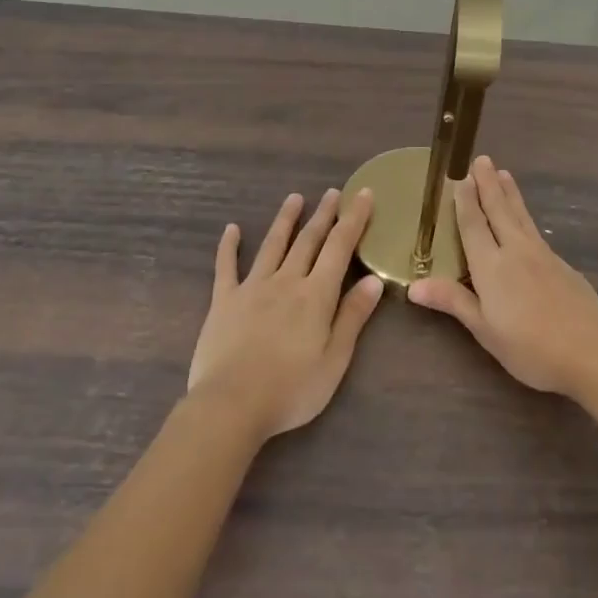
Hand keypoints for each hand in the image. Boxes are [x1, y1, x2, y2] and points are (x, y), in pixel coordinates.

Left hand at [188, 188, 384, 443]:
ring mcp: (252, 287)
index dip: (353, 219)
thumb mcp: (335, 360)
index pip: (339, 247)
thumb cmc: (291, 390)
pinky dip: (229, 246)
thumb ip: (353, 316)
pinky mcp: (224, 301)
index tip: (363, 193)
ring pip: (272, 245)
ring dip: (285, 220)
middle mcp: (286, 281)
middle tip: (332, 192)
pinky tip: (231, 229)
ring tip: (294, 198)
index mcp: (316, 295)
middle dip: (323, 214)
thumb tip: (373, 279)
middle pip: (308, 240)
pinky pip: (226, 267)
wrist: (231, 405)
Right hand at [408, 156, 597, 399]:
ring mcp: (542, 255)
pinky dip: (524, 213)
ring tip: (503, 173)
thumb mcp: (486, 331)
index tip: (459, 176)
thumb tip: (413, 285)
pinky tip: (524, 219)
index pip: (473, 225)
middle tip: (481, 159)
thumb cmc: (532, 348)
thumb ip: (453, 302)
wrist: (593, 351)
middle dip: (488, 184)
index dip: (465, 201)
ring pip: (520, 216)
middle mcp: (516, 251)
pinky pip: (535, 229)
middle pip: (499, 210)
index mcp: (492, 266)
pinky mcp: (561, 264)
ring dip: (509, 193)